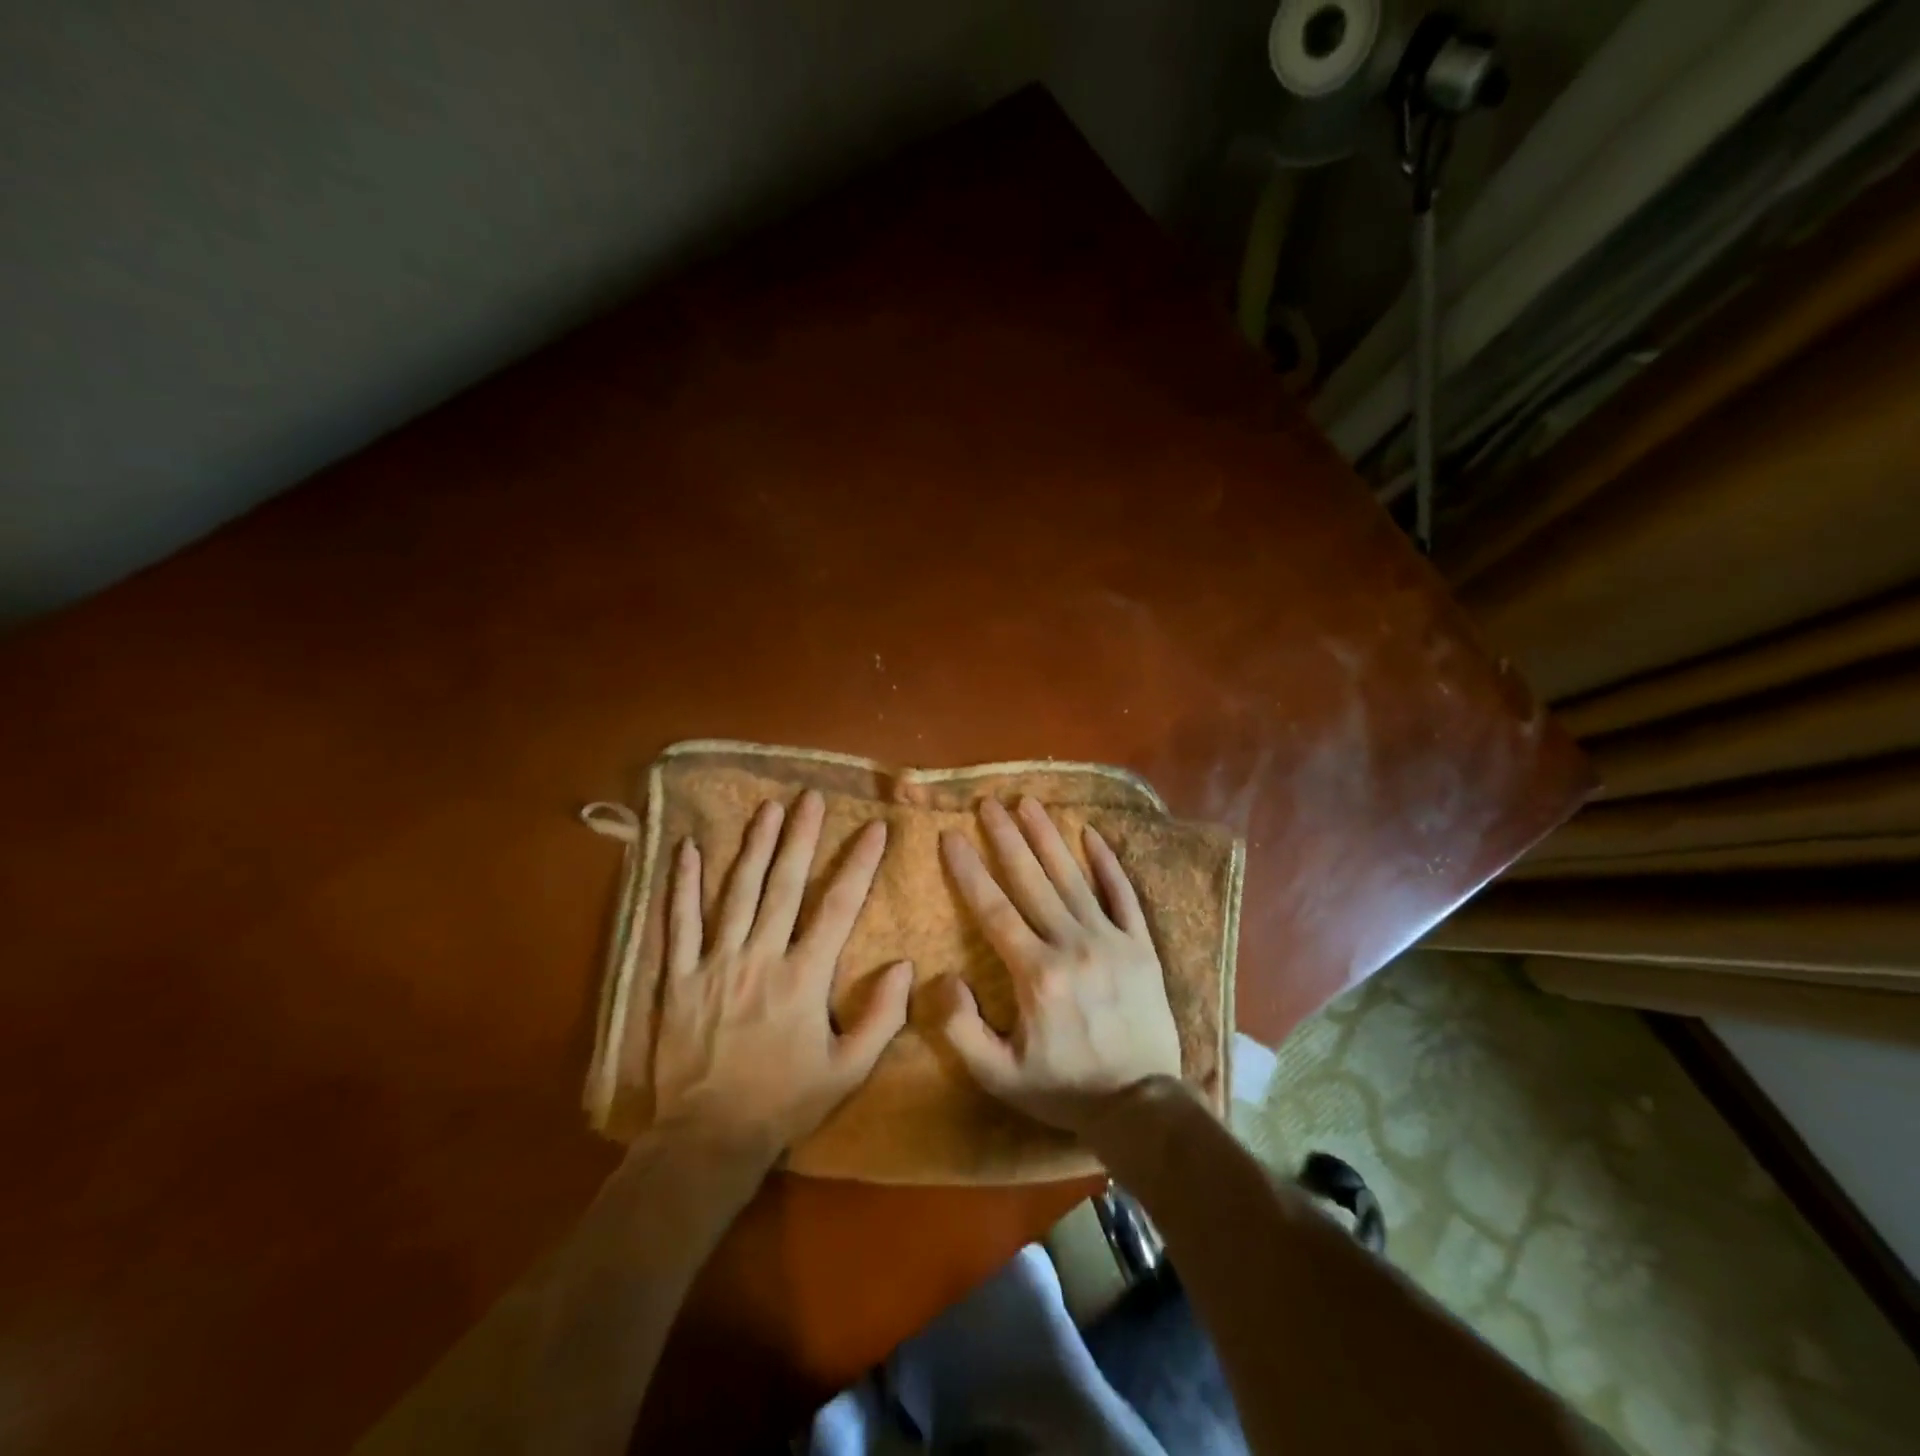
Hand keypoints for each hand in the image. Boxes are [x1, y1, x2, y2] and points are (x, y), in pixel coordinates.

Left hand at [651, 790, 911, 1162]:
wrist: (708, 1139)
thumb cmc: (784, 1102)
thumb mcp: (848, 1071)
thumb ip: (881, 1017)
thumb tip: (903, 965)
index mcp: (804, 978)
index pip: (838, 907)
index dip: (859, 863)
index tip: (874, 828)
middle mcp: (760, 957)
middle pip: (783, 885)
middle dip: (800, 837)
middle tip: (810, 797)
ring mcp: (714, 963)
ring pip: (736, 892)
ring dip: (753, 847)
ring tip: (766, 809)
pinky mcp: (678, 977)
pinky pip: (678, 923)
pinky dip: (682, 884)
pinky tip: (685, 849)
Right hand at [937, 796, 1181, 1135]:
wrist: (1142, 1107)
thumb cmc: (1064, 1089)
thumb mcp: (999, 1075)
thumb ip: (962, 1029)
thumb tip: (945, 977)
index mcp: (1036, 974)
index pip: (993, 909)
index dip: (968, 870)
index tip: (950, 836)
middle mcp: (1072, 945)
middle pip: (1031, 880)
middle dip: (1006, 838)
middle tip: (988, 803)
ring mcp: (1111, 941)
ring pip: (1073, 878)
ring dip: (1048, 837)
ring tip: (1028, 803)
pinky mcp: (1141, 946)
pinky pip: (1122, 894)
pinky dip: (1106, 863)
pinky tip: (1091, 834)